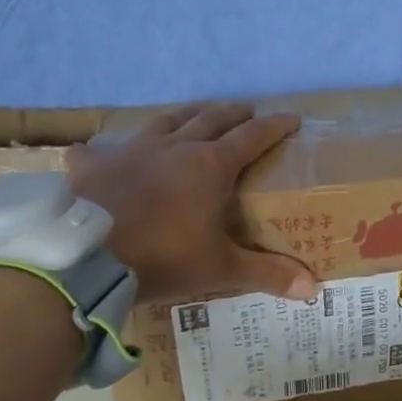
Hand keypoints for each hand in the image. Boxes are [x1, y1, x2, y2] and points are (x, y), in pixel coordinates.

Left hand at [67, 101, 315, 304]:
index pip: (252, 136)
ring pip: (167, 120)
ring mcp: (133, 149)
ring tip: (197, 114)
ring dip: (187, 114)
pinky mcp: (96, 163)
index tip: (292, 119)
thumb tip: (314, 289)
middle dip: (234, 113)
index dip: (274, 126)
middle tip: (249, 111)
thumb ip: (266, 273)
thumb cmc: (162, 258)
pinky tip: (97, 151)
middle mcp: (175, 146)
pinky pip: (101, 149)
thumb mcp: (219, 269)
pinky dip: (105, 149)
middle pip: (212, 118)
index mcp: (210, 165)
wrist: (87, 259)